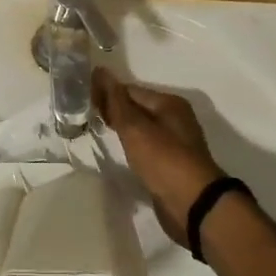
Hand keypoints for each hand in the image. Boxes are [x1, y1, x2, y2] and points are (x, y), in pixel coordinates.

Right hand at [94, 70, 225, 246]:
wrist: (192, 204)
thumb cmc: (163, 159)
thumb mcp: (135, 127)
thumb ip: (116, 101)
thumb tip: (101, 70)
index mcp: (169, 103)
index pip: (130, 90)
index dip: (107, 92)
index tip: (83, 99)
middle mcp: (174, 119)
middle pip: (136, 108)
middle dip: (113, 110)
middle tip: (85, 115)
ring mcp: (173, 143)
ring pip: (140, 129)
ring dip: (121, 129)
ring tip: (96, 131)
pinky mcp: (170, 164)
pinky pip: (145, 147)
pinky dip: (131, 147)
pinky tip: (117, 153)